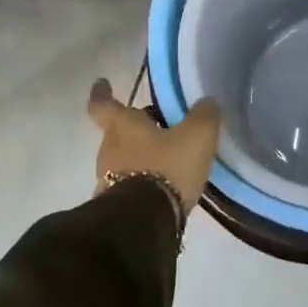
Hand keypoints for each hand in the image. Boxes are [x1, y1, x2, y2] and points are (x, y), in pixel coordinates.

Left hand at [87, 79, 219, 222]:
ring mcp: (107, 180)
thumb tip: (206, 102)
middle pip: (118, 132)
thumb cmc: (167, 167)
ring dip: (142, 155)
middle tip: (162, 125)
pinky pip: (130, 183)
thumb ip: (203, 115)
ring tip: (170, 158)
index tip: (101, 83)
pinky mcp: (115, 206)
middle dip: (137, 128)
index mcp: (122, 126)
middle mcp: (109, 149)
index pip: (103, 104)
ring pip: (124, 158)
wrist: (145, 223)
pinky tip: (166, 185)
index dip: (102, 93)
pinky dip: (144, 179)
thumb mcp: (196, 136)